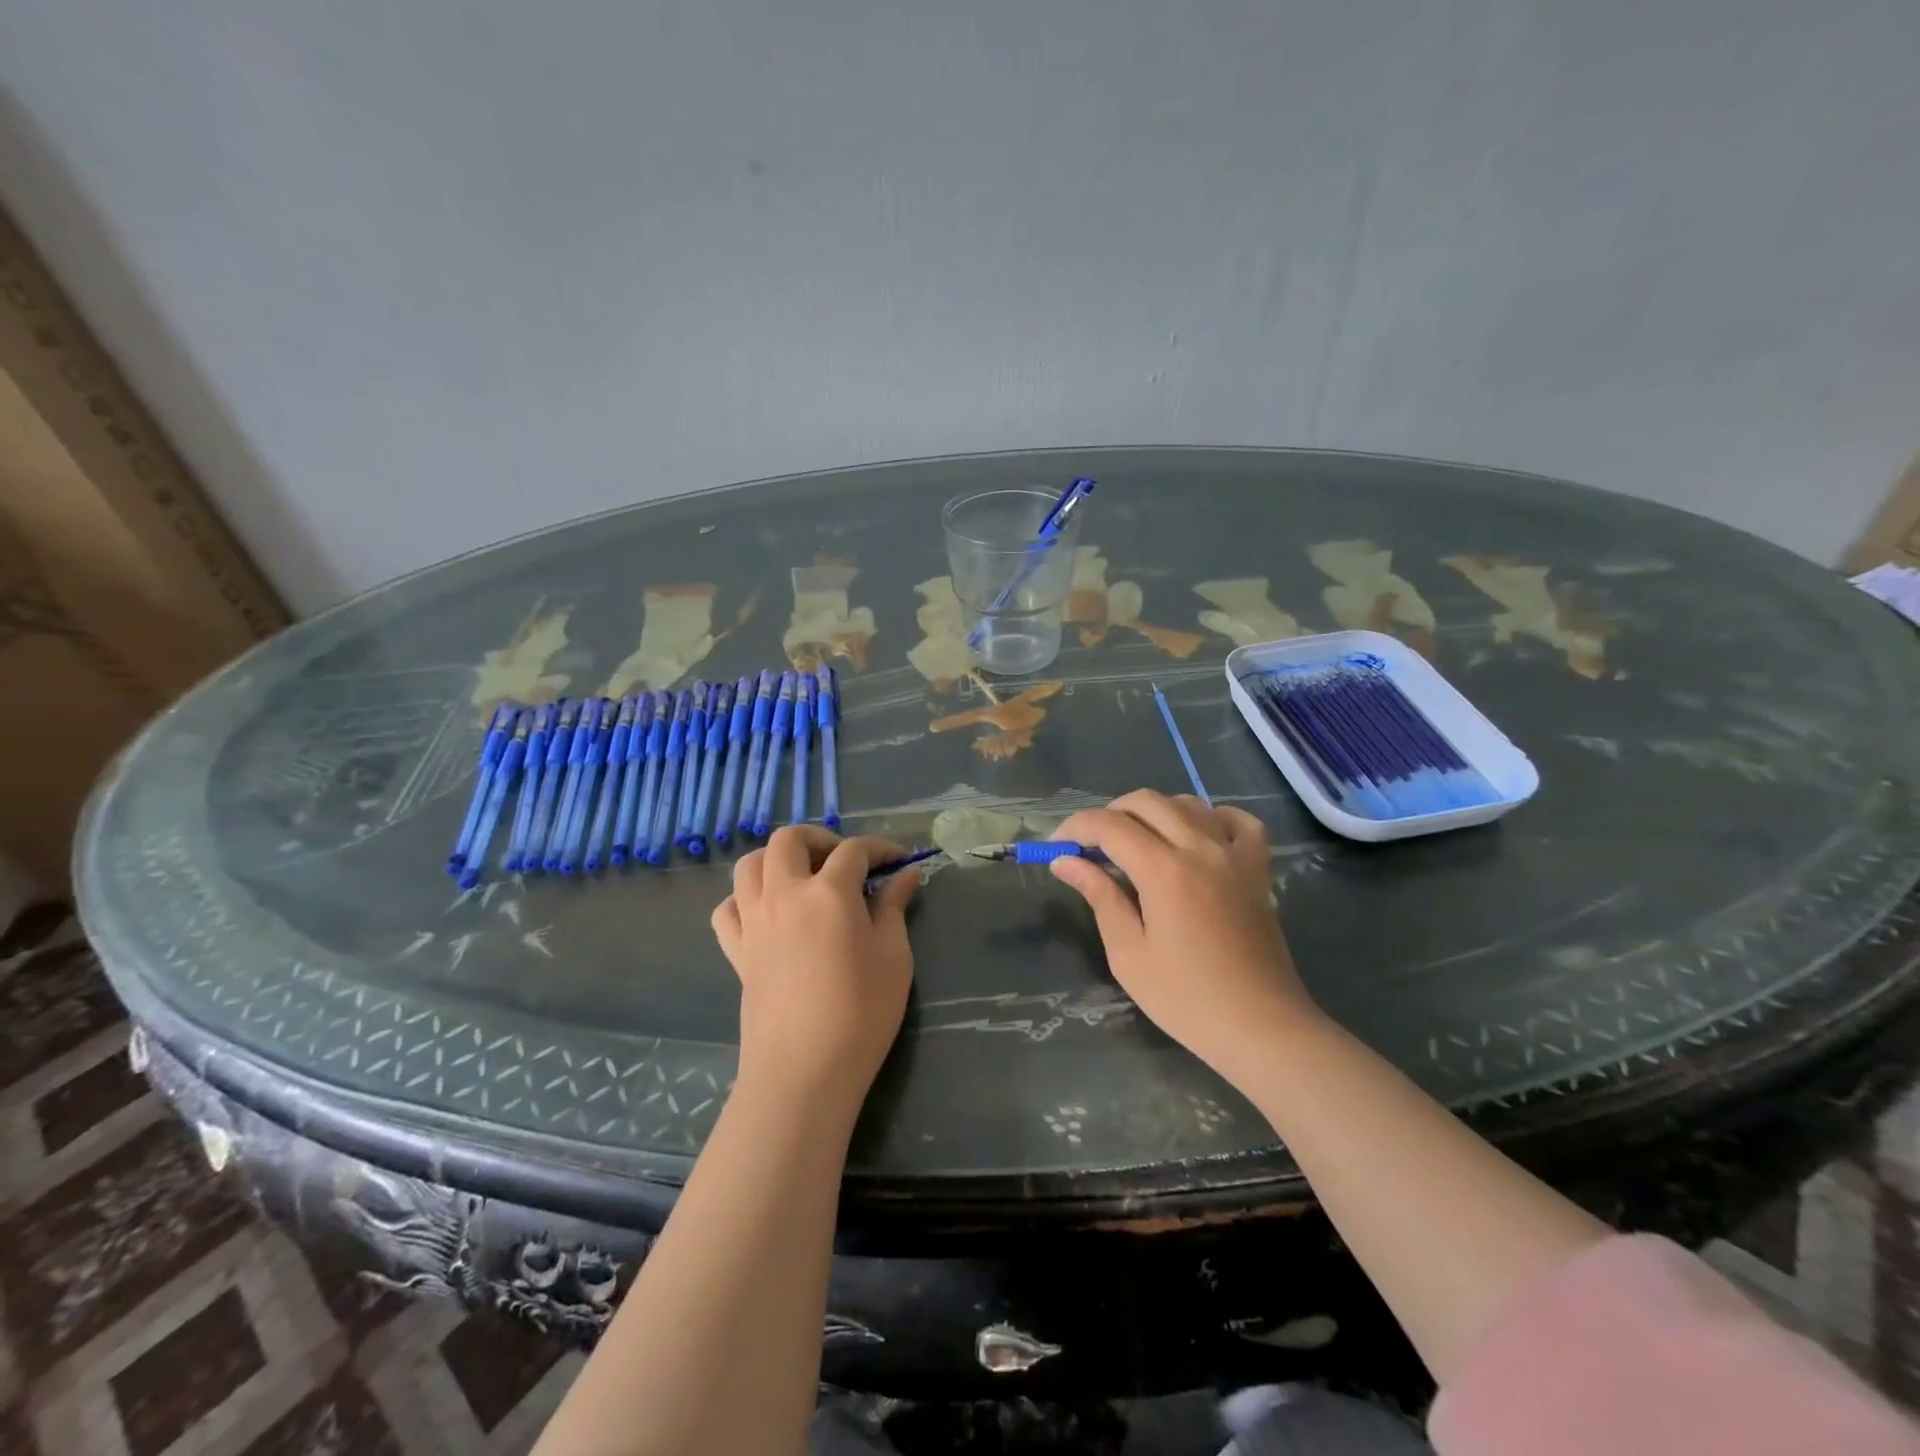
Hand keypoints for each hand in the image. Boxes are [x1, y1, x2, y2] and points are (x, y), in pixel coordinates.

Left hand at [712, 826, 921, 1113]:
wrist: (804, 1071)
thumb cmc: (861, 1013)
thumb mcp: (893, 956)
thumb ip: (894, 907)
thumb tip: (907, 874)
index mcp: (829, 892)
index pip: (854, 850)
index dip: (880, 848)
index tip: (899, 860)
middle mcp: (785, 894)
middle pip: (789, 840)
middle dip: (819, 838)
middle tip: (844, 861)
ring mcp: (754, 921)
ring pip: (750, 865)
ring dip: (777, 860)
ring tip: (803, 879)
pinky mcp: (736, 951)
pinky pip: (728, 908)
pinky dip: (745, 899)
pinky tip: (768, 913)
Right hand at [1050, 791, 1320, 1084]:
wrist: (1261, 1028)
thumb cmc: (1186, 999)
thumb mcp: (1128, 953)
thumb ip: (1099, 896)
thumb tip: (1065, 861)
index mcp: (1164, 871)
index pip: (1109, 825)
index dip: (1075, 827)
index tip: (1056, 846)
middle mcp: (1200, 849)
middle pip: (1146, 802)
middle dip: (1109, 814)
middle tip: (1091, 846)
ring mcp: (1235, 855)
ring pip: (1188, 804)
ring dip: (1154, 813)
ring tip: (1136, 843)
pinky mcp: (1258, 869)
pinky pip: (1237, 821)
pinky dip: (1211, 817)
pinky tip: (1196, 837)